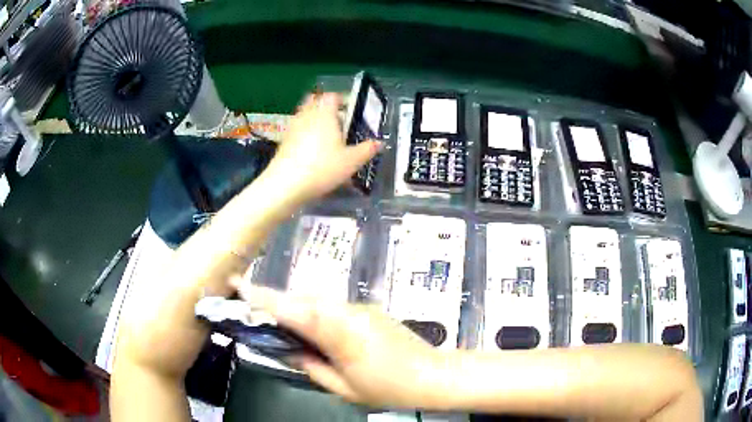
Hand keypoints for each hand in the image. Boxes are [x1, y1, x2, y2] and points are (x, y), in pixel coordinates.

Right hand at [234, 284, 451, 408]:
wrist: (433, 374)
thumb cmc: (388, 388)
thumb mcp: (343, 387)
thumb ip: (311, 366)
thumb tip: (288, 351)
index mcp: (339, 332)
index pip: (292, 309)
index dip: (262, 296)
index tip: (237, 283)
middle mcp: (347, 311)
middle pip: (301, 299)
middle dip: (274, 300)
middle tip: (251, 308)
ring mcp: (359, 307)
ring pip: (316, 300)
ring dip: (294, 307)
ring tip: (277, 322)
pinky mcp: (367, 309)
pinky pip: (331, 306)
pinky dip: (313, 312)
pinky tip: (311, 328)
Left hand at [262, 92, 381, 205]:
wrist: (285, 184)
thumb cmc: (322, 168)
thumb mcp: (351, 161)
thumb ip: (366, 150)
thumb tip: (379, 143)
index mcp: (325, 114)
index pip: (332, 96)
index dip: (342, 100)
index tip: (350, 111)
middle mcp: (307, 116)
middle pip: (314, 101)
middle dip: (325, 107)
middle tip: (337, 121)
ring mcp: (292, 128)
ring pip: (304, 115)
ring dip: (314, 120)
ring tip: (325, 137)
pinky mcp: (283, 142)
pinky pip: (296, 130)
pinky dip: (304, 134)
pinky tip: (311, 151)